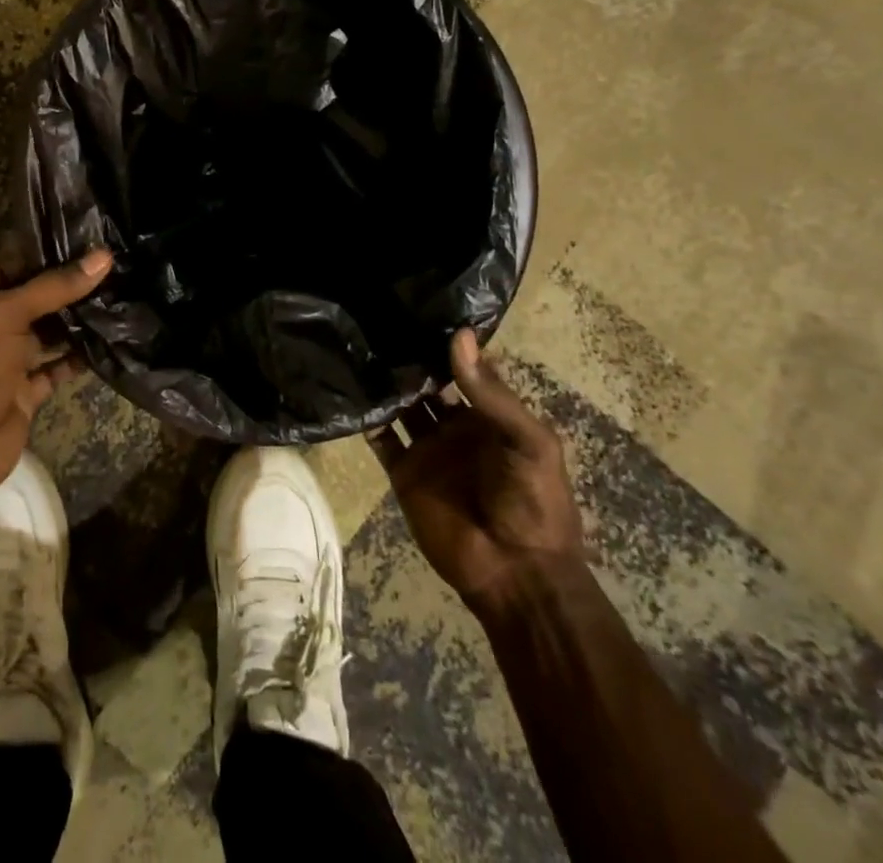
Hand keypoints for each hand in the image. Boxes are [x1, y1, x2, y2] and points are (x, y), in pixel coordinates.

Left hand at [0, 248, 112, 525]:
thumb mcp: (5, 316)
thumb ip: (53, 286)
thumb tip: (104, 256)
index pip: (9, 264)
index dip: (44, 251)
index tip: (87, 237)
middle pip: (31, 298)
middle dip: (68, 284)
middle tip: (114, 264)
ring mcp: (5, 361)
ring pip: (46, 332)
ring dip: (77, 319)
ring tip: (119, 294)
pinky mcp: (23, 393)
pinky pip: (55, 368)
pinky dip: (79, 358)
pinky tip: (110, 340)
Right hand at [370, 329, 584, 608]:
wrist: (515, 574)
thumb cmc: (533, 502)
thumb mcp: (528, 442)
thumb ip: (490, 393)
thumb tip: (458, 335)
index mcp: (491, 416)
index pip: (466, 369)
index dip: (447, 344)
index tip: (420, 308)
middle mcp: (456, 426)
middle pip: (428, 383)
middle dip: (410, 358)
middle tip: (380, 320)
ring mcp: (428, 448)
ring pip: (401, 405)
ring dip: (386, 382)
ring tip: (360, 345)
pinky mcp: (403, 472)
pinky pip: (381, 438)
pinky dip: (366, 417)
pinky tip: (349, 390)